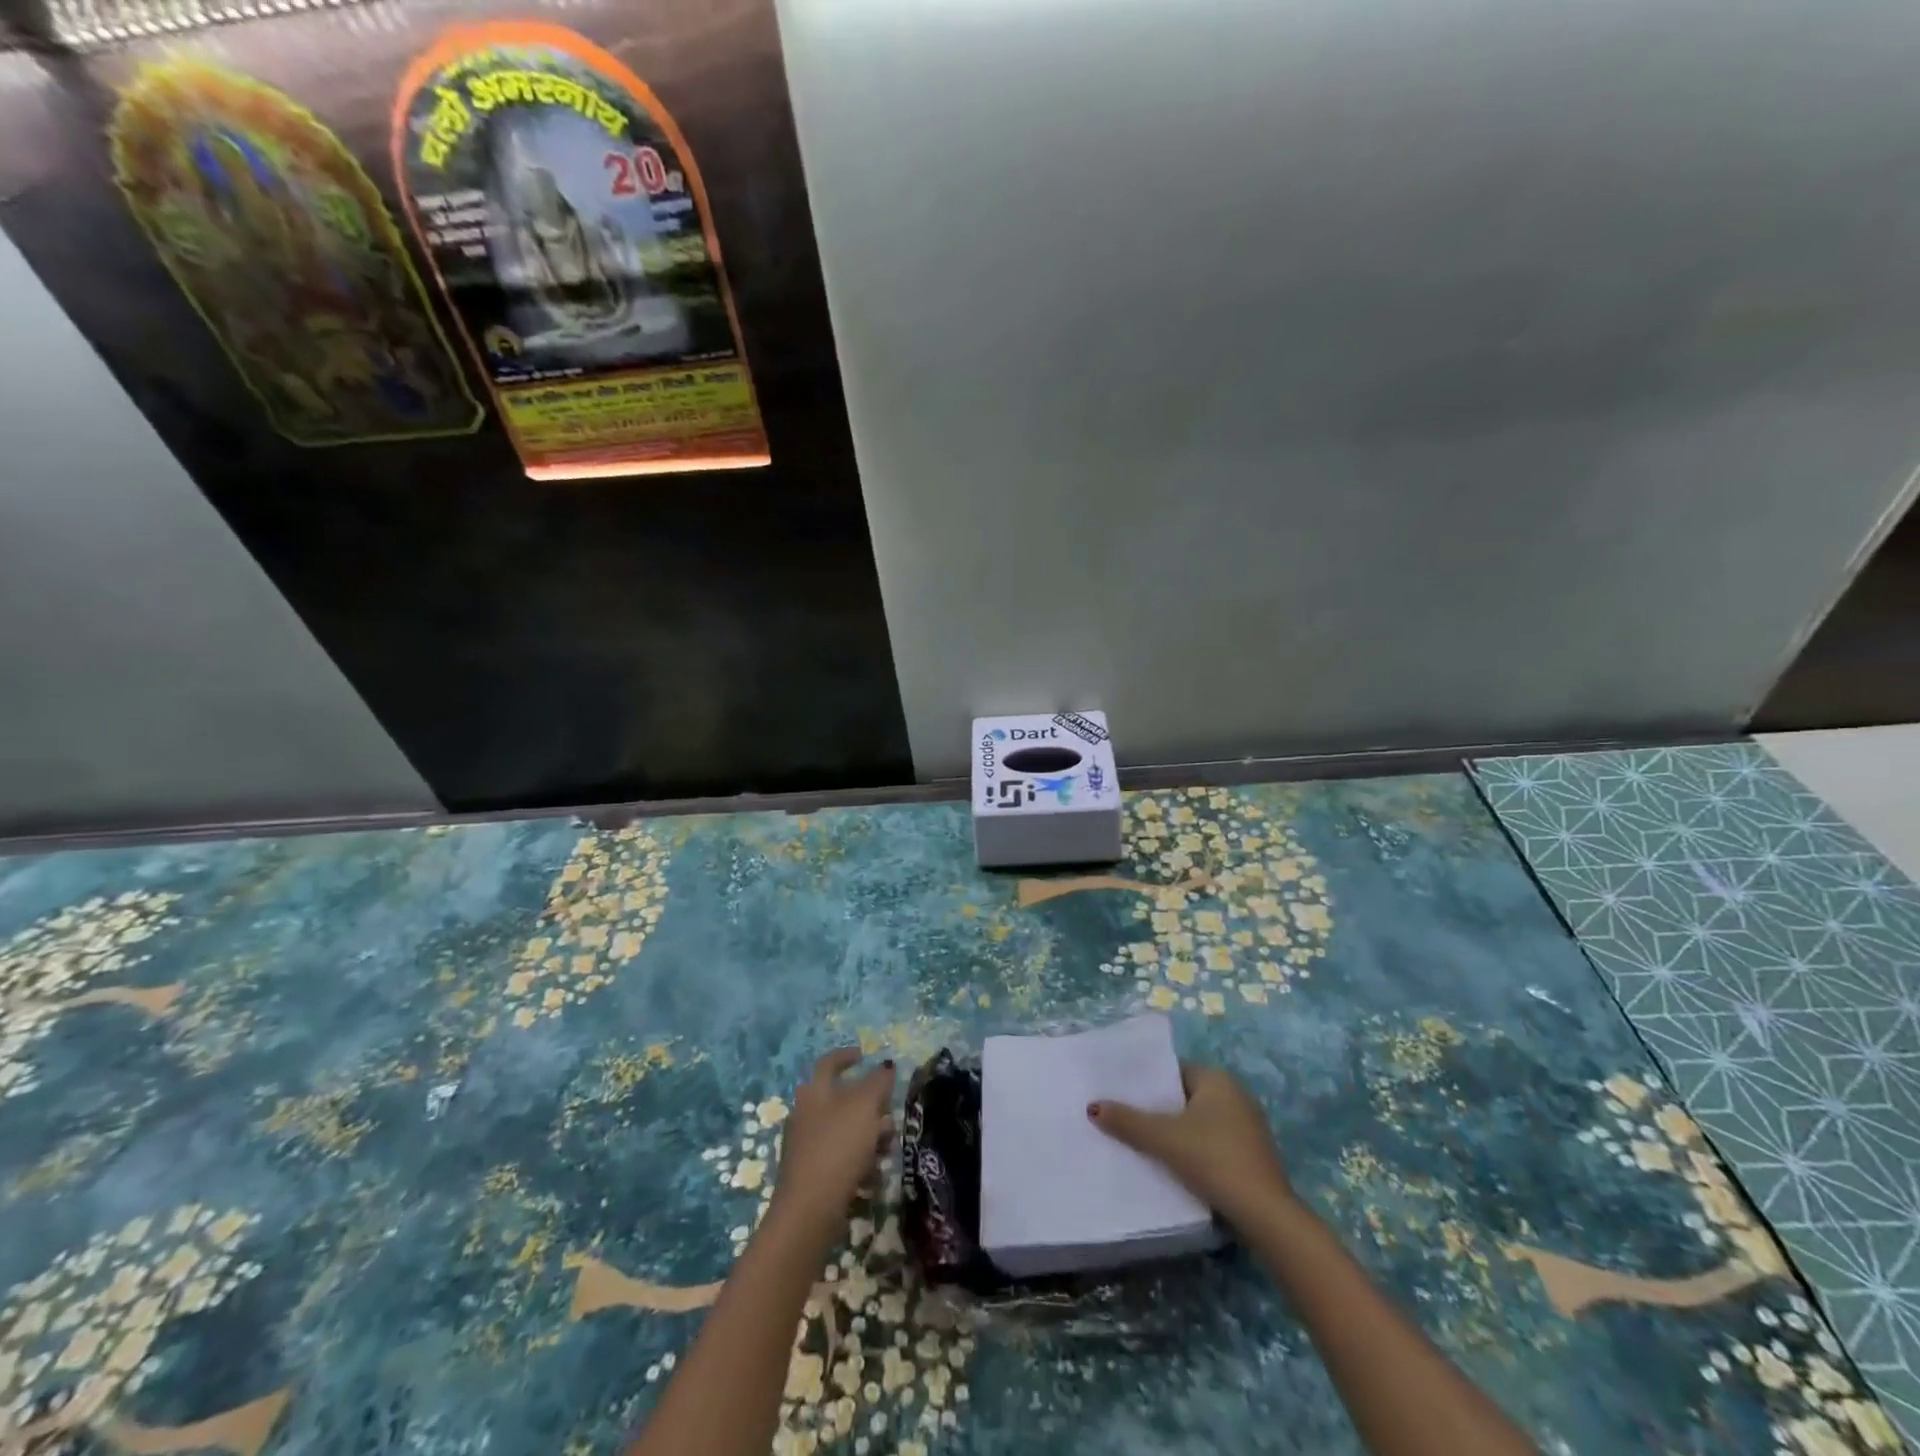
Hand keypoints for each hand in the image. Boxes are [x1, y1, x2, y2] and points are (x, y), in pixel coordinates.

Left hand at [770, 1048, 895, 1238]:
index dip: (847, 1055)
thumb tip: (886, 1066)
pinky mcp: (812, 1174)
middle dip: (869, 1105)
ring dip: (868, 1135)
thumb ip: (878, 1082)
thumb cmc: (838, 1146)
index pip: (829, 1063)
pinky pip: (841, 1158)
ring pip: (844, 1130)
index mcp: (815, 1092)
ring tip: (887, 1148)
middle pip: (841, 1099)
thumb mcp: (866, 1105)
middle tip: (888, 1112)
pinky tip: (873, 1175)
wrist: (810, 1209)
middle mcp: (806, 1114)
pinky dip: (858, 1161)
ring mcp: (806, 1146)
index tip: (864, 1055)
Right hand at [1089, 1063, 1292, 1225]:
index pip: (1173, 1071)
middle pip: (1185, 1096)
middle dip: (1159, 1109)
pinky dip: (1194, 1149)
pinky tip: (1175, 1165)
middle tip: (1126, 1118)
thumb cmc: (1213, 1159)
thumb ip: (1128, 1121)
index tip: (1122, 1094)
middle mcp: (1236, 1094)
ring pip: (1199, 1121)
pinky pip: (1213, 1141)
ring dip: (1176, 1131)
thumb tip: (1093, 1107)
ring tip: (1144, 1143)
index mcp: (1217, 1079)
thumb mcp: (1164, 1139)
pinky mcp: (1252, 1154)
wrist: (1264, 1213)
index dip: (1148, 1083)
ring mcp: (1248, 1125)